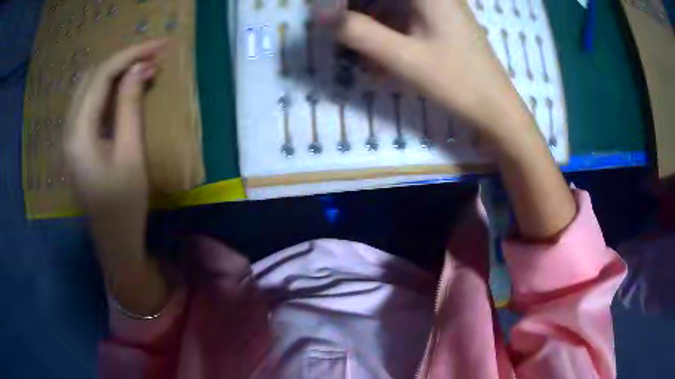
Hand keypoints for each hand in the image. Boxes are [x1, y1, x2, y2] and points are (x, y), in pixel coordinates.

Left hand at [65, 40, 166, 228]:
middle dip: (122, 59)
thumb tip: (139, 70)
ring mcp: (70, 136)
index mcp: (79, 133)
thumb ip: (130, 109)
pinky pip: (89, 103)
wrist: (113, 242)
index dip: (130, 55)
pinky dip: (107, 89)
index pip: (101, 76)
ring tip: (141, 67)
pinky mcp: (77, 143)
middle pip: (92, 77)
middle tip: (153, 55)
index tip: (158, 46)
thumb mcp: (130, 156)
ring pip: (89, 87)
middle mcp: (69, 129)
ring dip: (114, 72)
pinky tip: (123, 88)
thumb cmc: (124, 207)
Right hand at [317, 0, 533, 143]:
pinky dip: (384, 25)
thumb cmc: (457, 81)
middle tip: (337, 26)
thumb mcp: (404, 58)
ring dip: (369, 17)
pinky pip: (402, 12)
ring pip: (390, 3)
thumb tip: (319, 15)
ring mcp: (438, 4)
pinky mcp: (438, 19)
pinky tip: (376, 48)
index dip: (347, 2)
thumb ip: (359, 33)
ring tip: (354, 40)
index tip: (328, 15)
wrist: (496, 107)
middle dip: (356, 8)